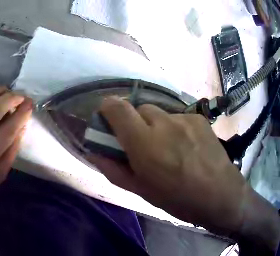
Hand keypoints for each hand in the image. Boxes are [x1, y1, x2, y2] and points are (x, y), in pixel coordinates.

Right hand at [88, 97, 278, 244]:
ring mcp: (183, 117)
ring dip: (157, 127)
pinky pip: (178, 117)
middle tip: (145, 145)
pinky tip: (188, 147)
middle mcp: (163, 122)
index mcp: (145, 143)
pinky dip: (176, 129)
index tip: (109, 122)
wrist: (219, 193)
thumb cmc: (178, 199)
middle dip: (136, 123)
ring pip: (160, 113)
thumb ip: (114, 170)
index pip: (116, 107)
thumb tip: (94, 153)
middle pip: (139, 108)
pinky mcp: (198, 117)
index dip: (108, 109)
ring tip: (171, 149)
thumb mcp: (142, 191)